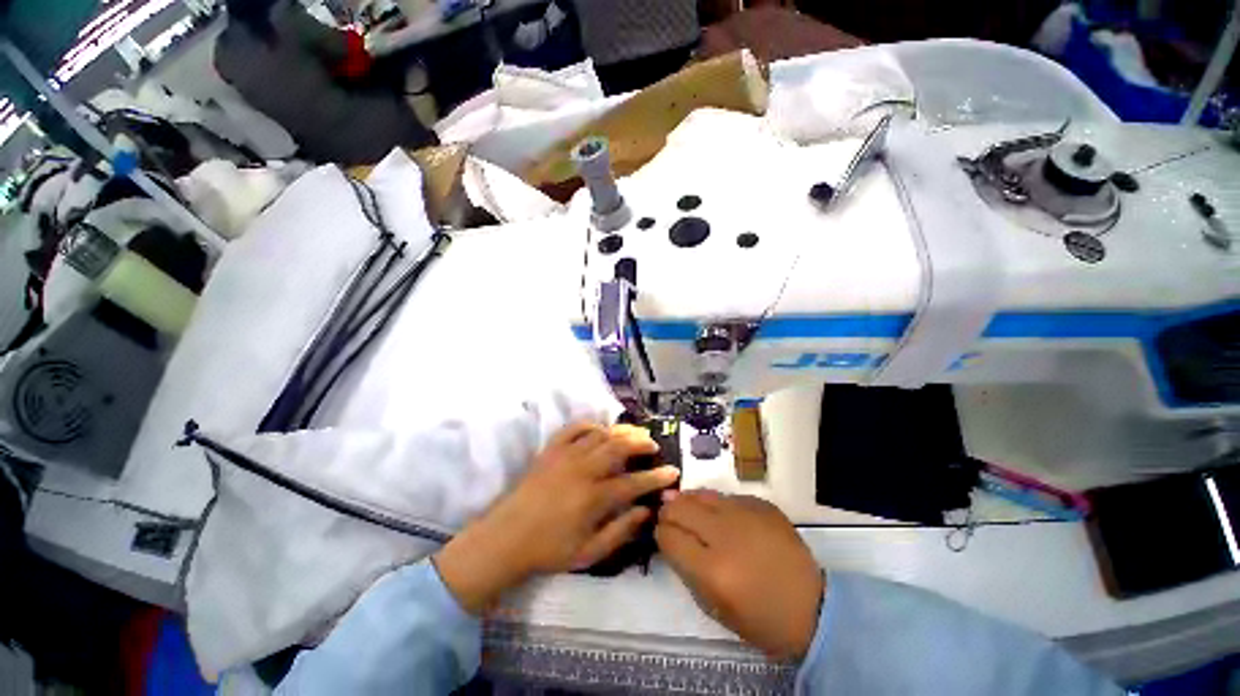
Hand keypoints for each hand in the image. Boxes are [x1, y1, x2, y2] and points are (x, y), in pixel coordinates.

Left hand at [434, 422, 679, 613]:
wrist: (506, 538)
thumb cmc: (549, 550)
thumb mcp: (589, 553)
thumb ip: (621, 531)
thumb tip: (646, 511)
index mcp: (594, 498)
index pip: (634, 482)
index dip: (657, 477)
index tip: (673, 472)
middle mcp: (583, 470)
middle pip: (620, 447)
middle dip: (642, 443)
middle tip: (653, 446)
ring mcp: (566, 456)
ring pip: (601, 434)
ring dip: (622, 431)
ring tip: (634, 434)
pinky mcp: (551, 449)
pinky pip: (574, 428)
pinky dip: (591, 425)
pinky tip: (600, 430)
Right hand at [655, 491, 824, 661]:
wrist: (813, 606)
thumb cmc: (760, 618)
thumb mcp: (713, 607)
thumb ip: (685, 569)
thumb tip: (668, 536)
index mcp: (713, 570)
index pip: (669, 536)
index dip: (660, 533)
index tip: (662, 535)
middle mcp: (726, 534)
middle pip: (680, 507)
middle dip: (668, 511)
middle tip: (669, 517)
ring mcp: (746, 514)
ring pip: (701, 494)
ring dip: (688, 501)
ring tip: (687, 509)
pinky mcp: (761, 504)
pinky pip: (726, 496)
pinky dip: (716, 504)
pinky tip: (720, 516)